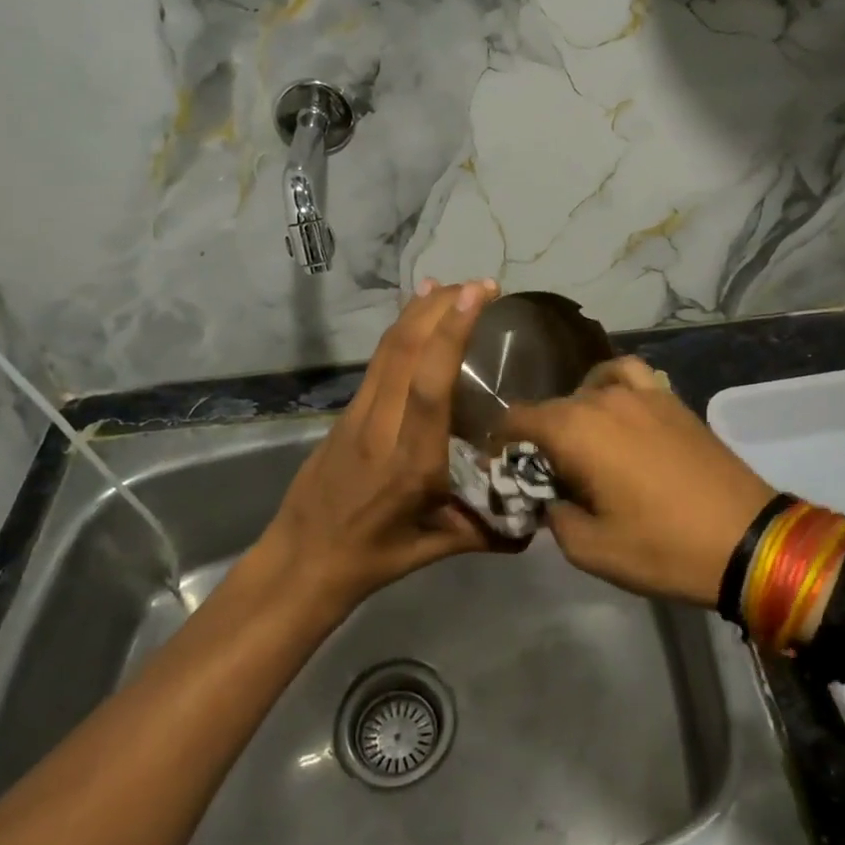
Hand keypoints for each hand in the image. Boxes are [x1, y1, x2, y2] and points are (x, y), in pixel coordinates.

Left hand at [255, 279, 502, 618]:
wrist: (302, 559)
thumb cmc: (375, 557)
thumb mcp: (439, 548)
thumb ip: (492, 530)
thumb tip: (542, 517)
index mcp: (410, 462)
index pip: (428, 386)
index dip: (450, 335)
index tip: (477, 296)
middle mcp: (381, 426)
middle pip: (404, 350)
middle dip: (441, 307)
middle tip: (480, 285)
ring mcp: (357, 413)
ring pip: (387, 348)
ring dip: (419, 310)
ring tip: (452, 287)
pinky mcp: (346, 409)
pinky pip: (377, 360)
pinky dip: (401, 328)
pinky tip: (416, 314)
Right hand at [504, 358, 773, 606]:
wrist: (746, 540)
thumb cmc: (663, 547)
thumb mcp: (590, 549)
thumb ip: (554, 516)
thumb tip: (549, 497)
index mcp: (575, 429)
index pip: (518, 418)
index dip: (501, 442)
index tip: (501, 468)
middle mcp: (602, 398)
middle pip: (553, 406)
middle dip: (540, 437)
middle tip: (546, 475)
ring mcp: (641, 392)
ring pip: (588, 389)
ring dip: (575, 413)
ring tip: (582, 445)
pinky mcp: (671, 398)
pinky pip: (628, 375)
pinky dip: (611, 385)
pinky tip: (616, 411)